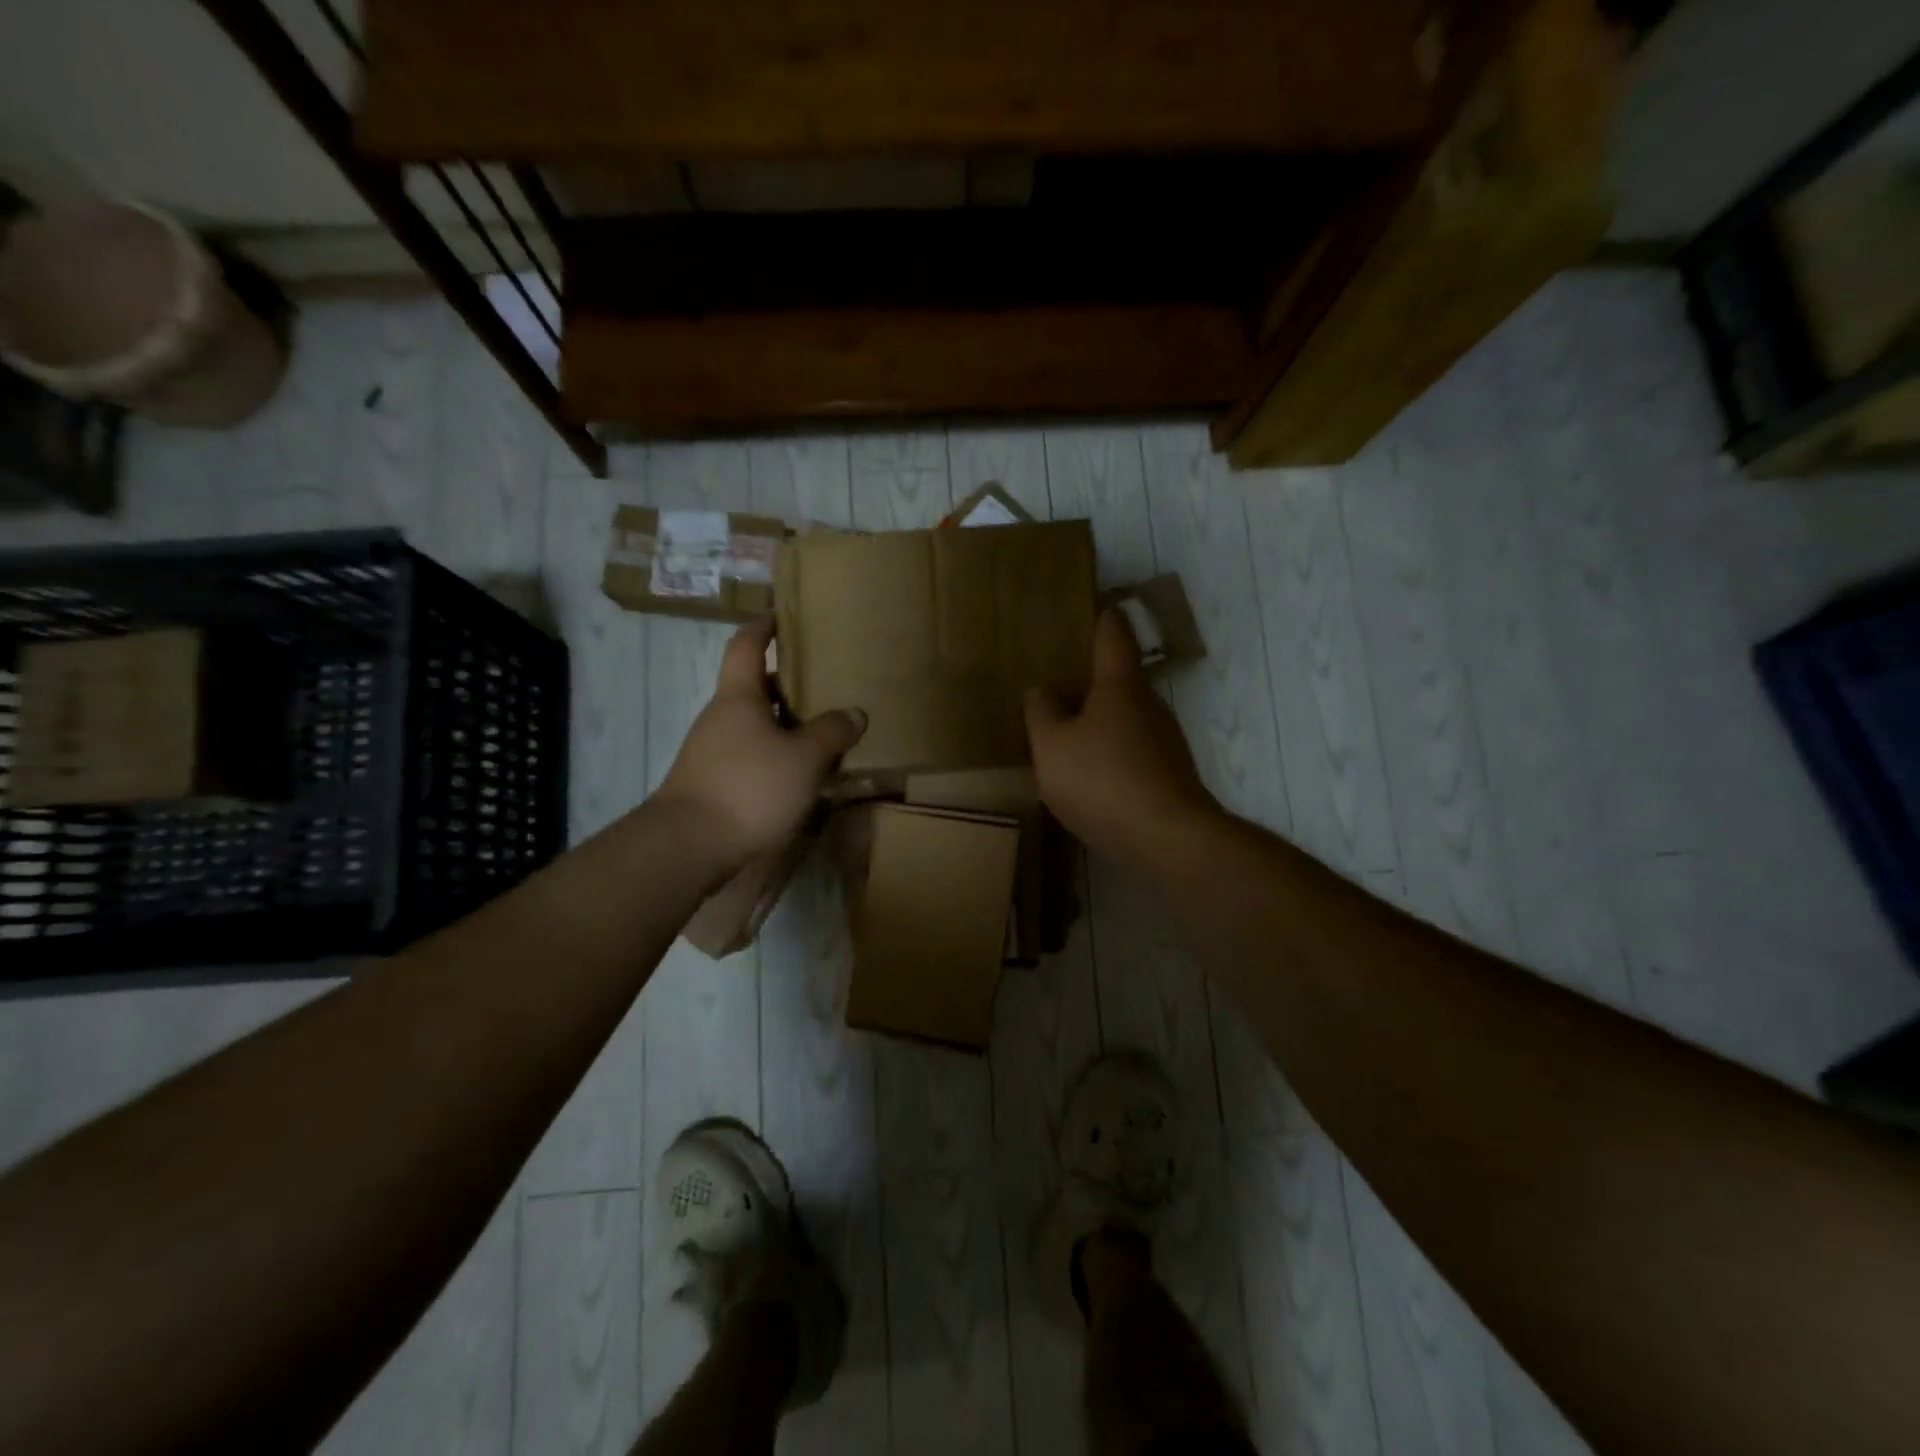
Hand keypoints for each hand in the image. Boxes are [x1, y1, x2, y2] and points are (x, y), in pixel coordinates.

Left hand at [656, 619, 865, 874]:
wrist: (688, 846)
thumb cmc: (749, 787)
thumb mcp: (803, 759)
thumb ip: (831, 733)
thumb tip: (855, 713)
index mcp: (738, 697)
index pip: (746, 645)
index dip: (764, 626)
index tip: (784, 616)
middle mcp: (721, 717)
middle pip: (754, 686)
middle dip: (788, 681)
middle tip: (826, 681)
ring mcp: (713, 750)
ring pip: (755, 723)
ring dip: (785, 722)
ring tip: (823, 729)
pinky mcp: (714, 781)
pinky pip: (751, 753)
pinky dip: (776, 752)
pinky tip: (801, 771)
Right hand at [1024, 609, 1220, 867]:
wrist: (1167, 838)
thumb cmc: (1103, 780)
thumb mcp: (1052, 746)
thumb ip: (1042, 712)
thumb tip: (1044, 690)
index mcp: (1119, 686)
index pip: (1113, 636)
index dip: (1103, 618)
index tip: (1097, 606)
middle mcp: (1149, 705)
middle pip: (1119, 681)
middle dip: (1092, 680)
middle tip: (1059, 682)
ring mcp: (1165, 741)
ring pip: (1126, 719)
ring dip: (1100, 722)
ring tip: (1066, 735)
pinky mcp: (1169, 775)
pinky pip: (1132, 752)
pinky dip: (1111, 754)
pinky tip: (1089, 778)